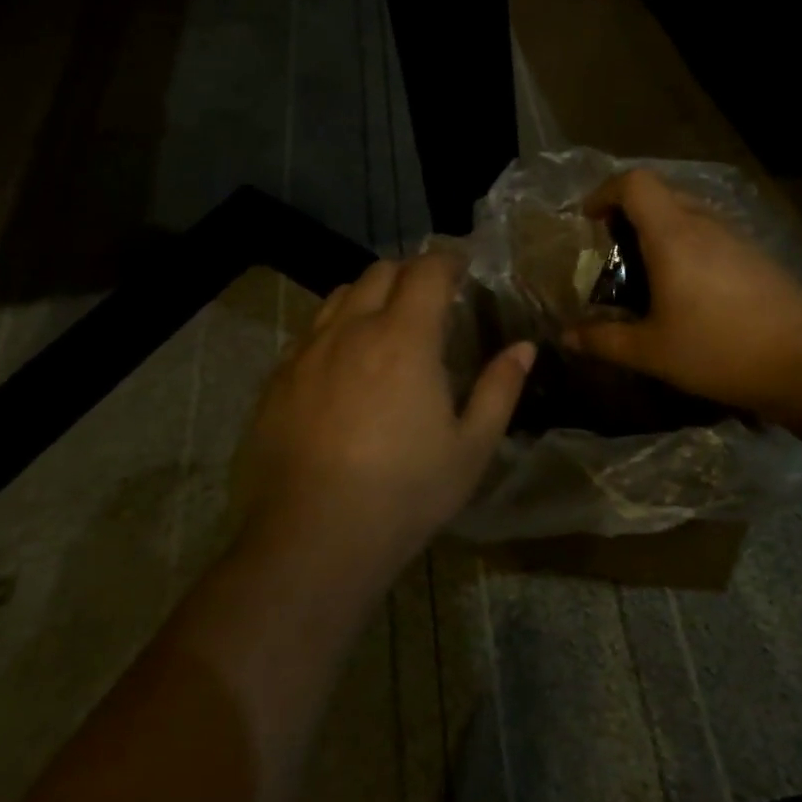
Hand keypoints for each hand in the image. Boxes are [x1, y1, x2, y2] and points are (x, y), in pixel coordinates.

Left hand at [238, 252, 534, 577]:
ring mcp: (307, 351)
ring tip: (385, 324)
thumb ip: (500, 389)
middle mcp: (352, 329)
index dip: (447, 261)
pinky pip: (310, 332)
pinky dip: (336, 328)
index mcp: (404, 338)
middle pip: (380, 272)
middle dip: (409, 273)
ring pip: (340, 295)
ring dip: (369, 295)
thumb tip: (524, 348)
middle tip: (429, 298)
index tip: (461, 269)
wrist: (311, 540)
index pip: (427, 270)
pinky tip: (344, 365)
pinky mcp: (277, 378)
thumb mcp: (470, 448)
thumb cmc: (404, 493)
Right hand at [563, 170, 801, 419]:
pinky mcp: (755, 254)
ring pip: (687, 212)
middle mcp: (703, 223)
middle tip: (613, 251)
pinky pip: (709, 232)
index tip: (589, 221)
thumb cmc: (719, 351)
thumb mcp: (652, 352)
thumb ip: (604, 340)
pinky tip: (689, 289)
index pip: (635, 182)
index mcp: (673, 236)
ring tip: (648, 273)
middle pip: (659, 193)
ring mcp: (735, 236)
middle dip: (628, 213)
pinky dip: (686, 244)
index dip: (605, 192)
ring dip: (659, 229)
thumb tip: (567, 337)